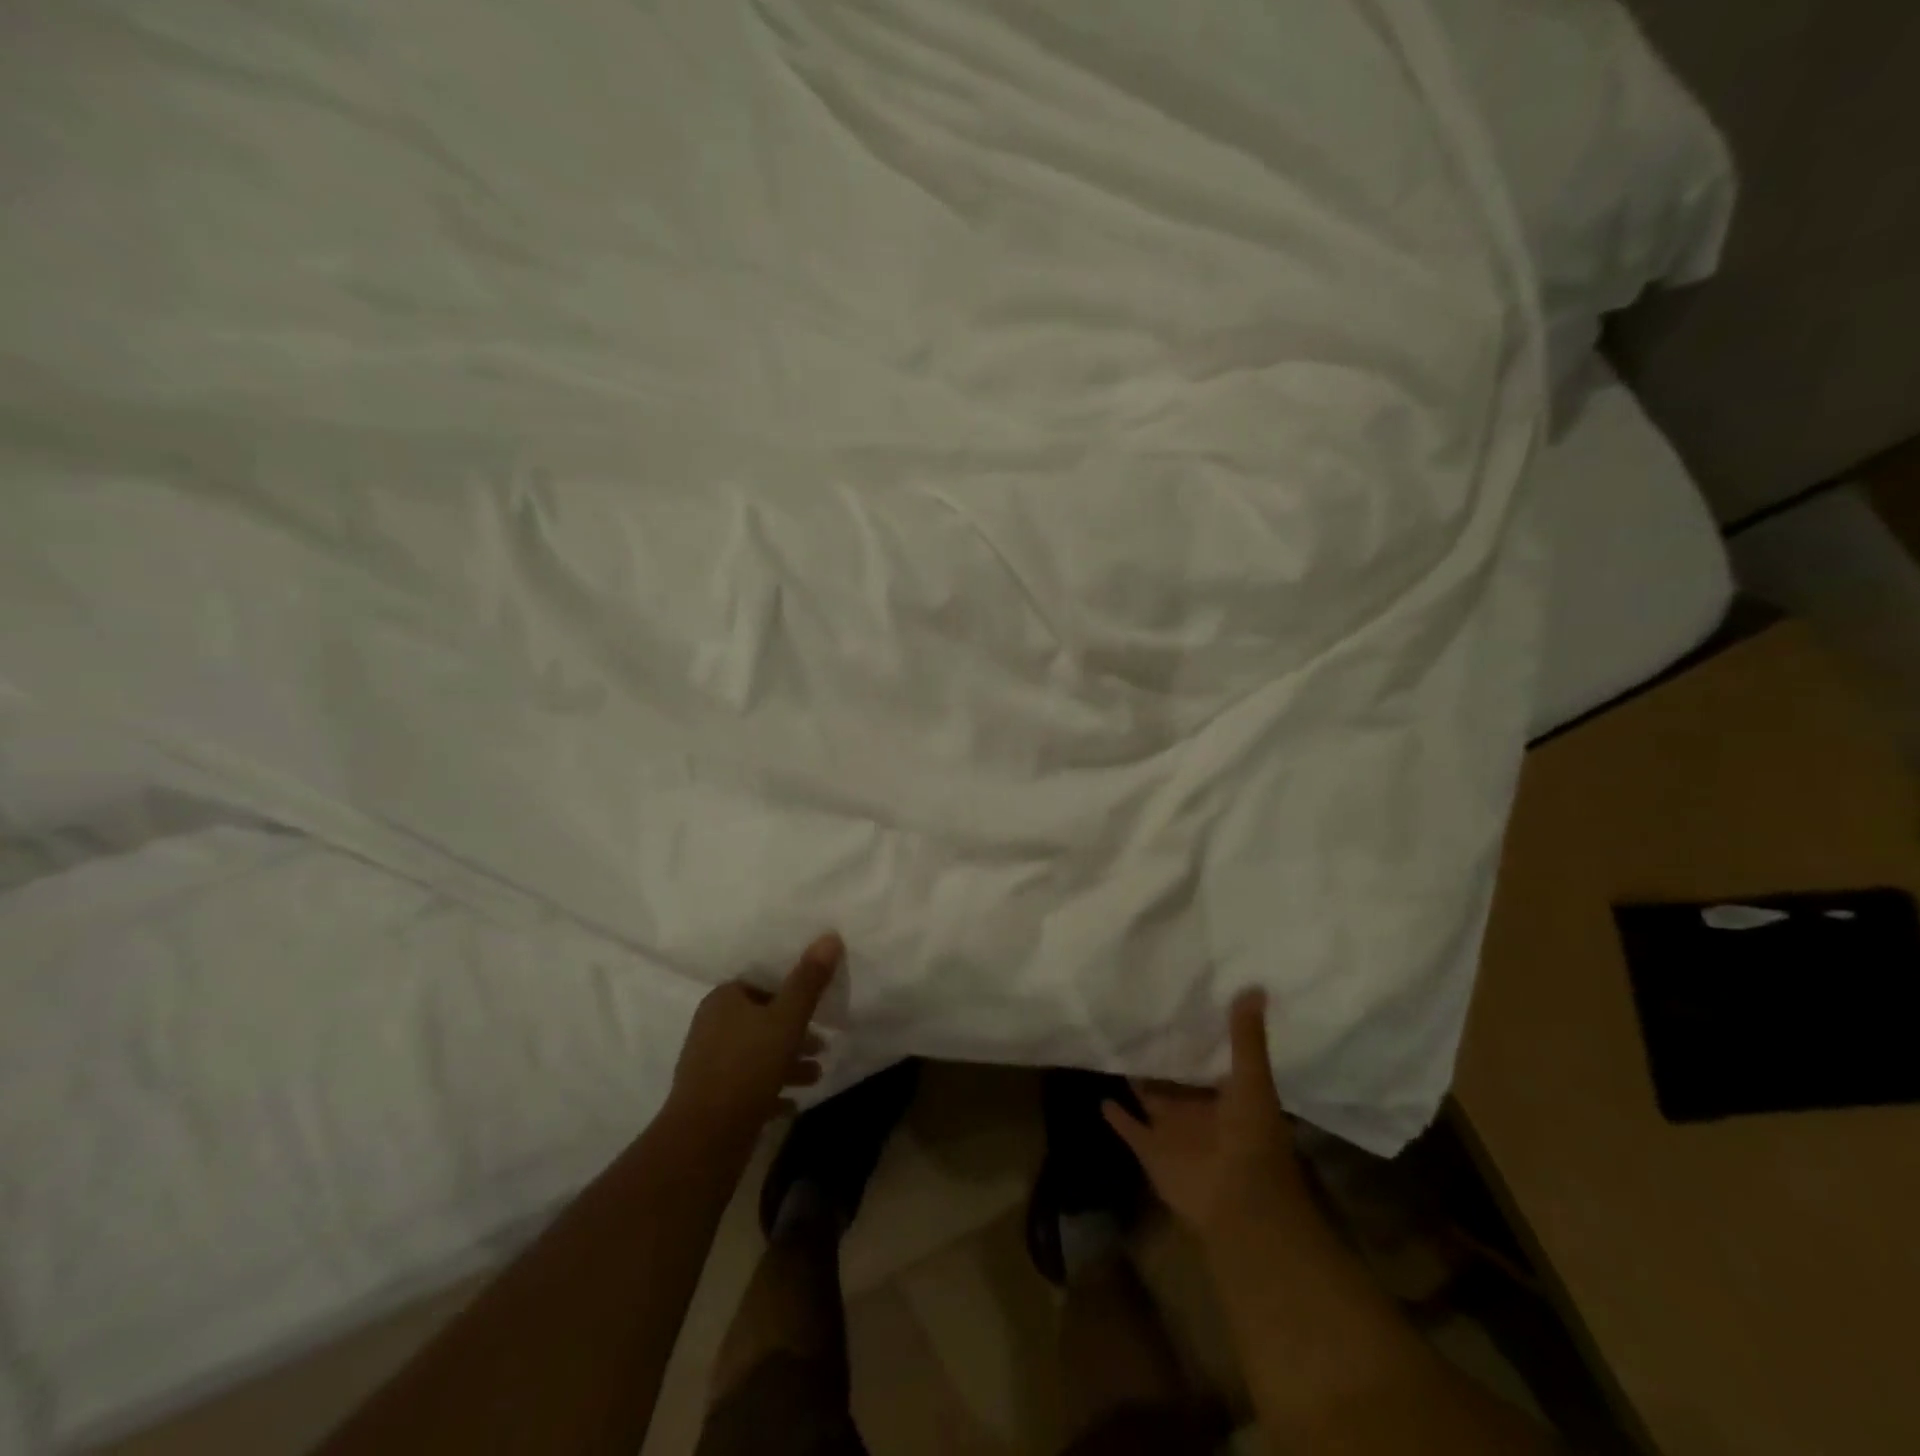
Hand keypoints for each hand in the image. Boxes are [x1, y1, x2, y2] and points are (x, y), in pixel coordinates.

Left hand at [667, 933, 840, 1142]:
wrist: (705, 1138)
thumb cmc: (748, 1066)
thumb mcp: (787, 1019)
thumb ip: (808, 980)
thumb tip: (829, 936)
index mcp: (724, 1000)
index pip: (761, 985)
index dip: (790, 992)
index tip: (816, 1005)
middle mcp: (711, 1026)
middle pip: (761, 1021)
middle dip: (794, 1032)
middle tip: (823, 1044)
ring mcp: (708, 1064)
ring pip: (757, 1055)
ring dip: (787, 1063)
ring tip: (817, 1075)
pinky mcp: (712, 1099)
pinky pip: (748, 1087)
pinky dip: (771, 1091)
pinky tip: (793, 1104)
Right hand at [1104, 989, 1311, 1249]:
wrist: (1240, 1204)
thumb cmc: (1252, 1139)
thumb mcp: (1253, 1081)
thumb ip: (1247, 1038)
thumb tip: (1255, 986)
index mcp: (1226, 1094)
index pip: (1206, 1057)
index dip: (1194, 1034)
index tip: (1175, 1002)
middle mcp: (1198, 1109)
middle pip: (1174, 1078)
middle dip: (1159, 1055)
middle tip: (1134, 1017)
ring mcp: (1173, 1130)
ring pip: (1150, 1098)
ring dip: (1136, 1079)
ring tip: (1112, 1046)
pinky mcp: (1151, 1149)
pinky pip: (1129, 1127)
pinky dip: (1116, 1114)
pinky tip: (1100, 1094)